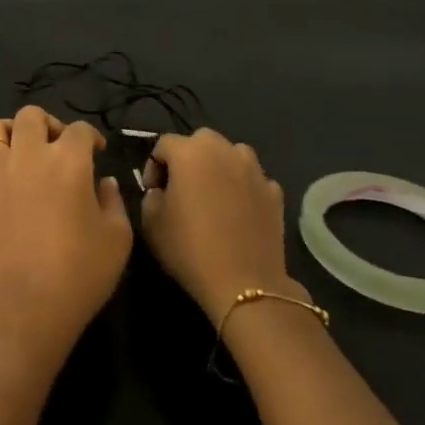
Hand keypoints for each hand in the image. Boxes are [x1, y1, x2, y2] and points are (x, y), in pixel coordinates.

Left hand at [0, 106, 130, 366]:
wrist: (27, 305)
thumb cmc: (81, 272)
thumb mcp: (117, 238)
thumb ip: (113, 201)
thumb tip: (104, 182)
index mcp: (69, 160)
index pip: (80, 129)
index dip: (91, 138)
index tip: (96, 153)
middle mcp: (30, 155)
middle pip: (31, 116)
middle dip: (48, 124)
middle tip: (57, 148)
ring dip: (10, 134)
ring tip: (20, 153)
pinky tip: (5, 188)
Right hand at [141, 128, 304, 320]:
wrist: (244, 283)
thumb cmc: (190, 249)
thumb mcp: (151, 222)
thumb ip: (151, 196)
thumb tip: (161, 191)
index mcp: (189, 153)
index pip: (163, 144)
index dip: (153, 166)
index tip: (153, 192)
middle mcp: (224, 151)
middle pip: (201, 140)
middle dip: (188, 158)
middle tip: (182, 188)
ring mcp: (253, 170)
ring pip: (231, 154)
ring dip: (219, 166)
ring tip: (213, 195)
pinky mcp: (274, 192)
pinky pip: (253, 179)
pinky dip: (243, 187)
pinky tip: (238, 211)